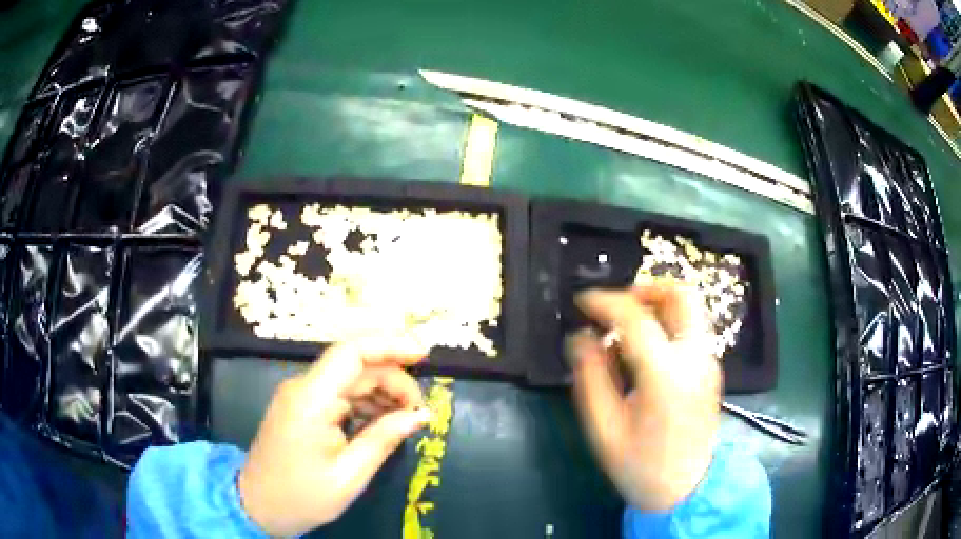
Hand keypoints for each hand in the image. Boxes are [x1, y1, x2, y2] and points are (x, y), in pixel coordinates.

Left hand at [238, 337, 431, 535]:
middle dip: (393, 381)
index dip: (389, 346)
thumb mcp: (349, 475)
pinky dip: (365, 404)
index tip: (424, 356)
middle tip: (419, 412)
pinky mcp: (301, 408)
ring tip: (405, 419)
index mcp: (310, 400)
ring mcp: (300, 396)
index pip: (351, 353)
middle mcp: (303, 388)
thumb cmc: (302, 496)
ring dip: (381, 393)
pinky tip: (382, 424)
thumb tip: (422, 415)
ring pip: (349, 380)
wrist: (258, 507)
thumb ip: (384, 439)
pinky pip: (339, 395)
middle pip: (355, 367)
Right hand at [565, 280, 720, 511]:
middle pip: (682, 294)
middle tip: (617, 307)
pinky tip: (645, 349)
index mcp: (666, 374)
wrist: (686, 489)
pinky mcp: (711, 369)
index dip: (605, 302)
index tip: (582, 302)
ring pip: (690, 308)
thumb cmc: (640, 465)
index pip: (635, 317)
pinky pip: (692, 327)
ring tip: (627, 326)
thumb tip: (580, 338)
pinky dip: (668, 322)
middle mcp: (695, 358)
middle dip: (646, 288)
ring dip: (658, 304)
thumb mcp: (604, 428)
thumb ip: (591, 377)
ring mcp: (709, 361)